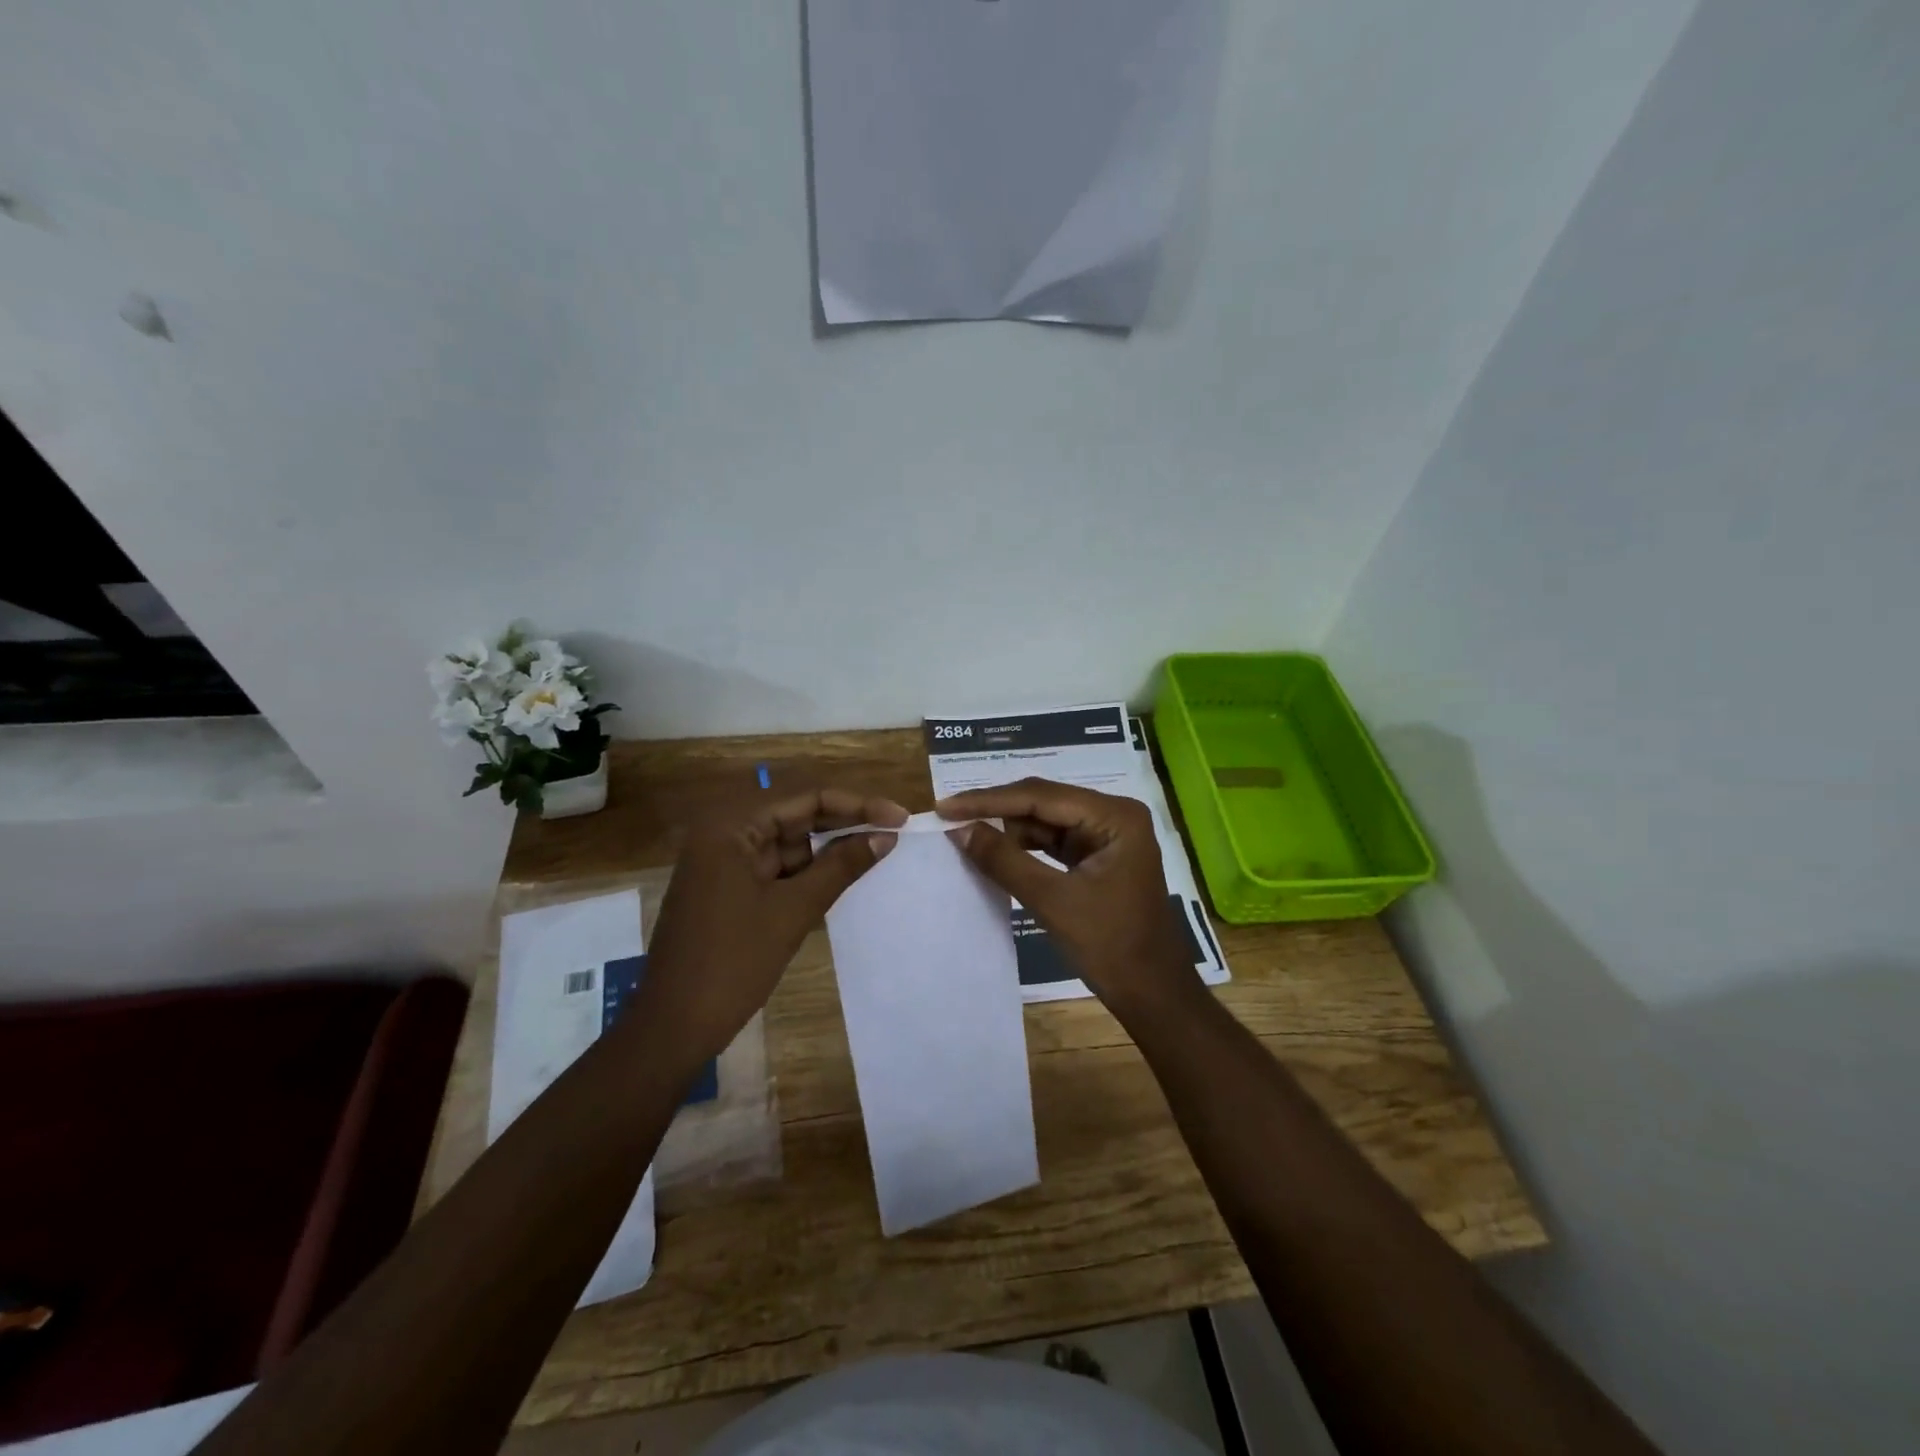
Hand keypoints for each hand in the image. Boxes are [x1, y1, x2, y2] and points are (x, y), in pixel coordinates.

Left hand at [635, 788, 907, 1073]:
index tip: (899, 817)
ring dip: (829, 848)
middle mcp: (725, 833)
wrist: (673, 1027)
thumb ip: (841, 867)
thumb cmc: (732, 963)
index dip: (857, 804)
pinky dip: (809, 872)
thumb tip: (886, 836)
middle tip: (894, 831)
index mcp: (731, 826)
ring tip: (878, 850)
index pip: (805, 798)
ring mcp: (724, 862)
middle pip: (796, 815)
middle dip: (845, 823)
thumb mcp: (793, 911)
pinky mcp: (729, 889)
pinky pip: (777, 868)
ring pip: (789, 843)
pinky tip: (844, 874)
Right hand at [936, 778, 1199, 1020]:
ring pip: (1045, 822)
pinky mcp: (1097, 857)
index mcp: (1114, 816)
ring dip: (1007, 830)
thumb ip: (1004, 860)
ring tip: (963, 833)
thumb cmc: (1111, 946)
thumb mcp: (1052, 901)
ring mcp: (1106, 836)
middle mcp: (1112, 815)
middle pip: (1043, 802)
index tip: (945, 806)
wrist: (1154, 995)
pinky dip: (1023, 848)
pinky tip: (993, 851)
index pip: (1040, 796)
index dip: (989, 801)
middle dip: (996, 811)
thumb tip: (958, 829)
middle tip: (948, 816)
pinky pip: (1052, 842)